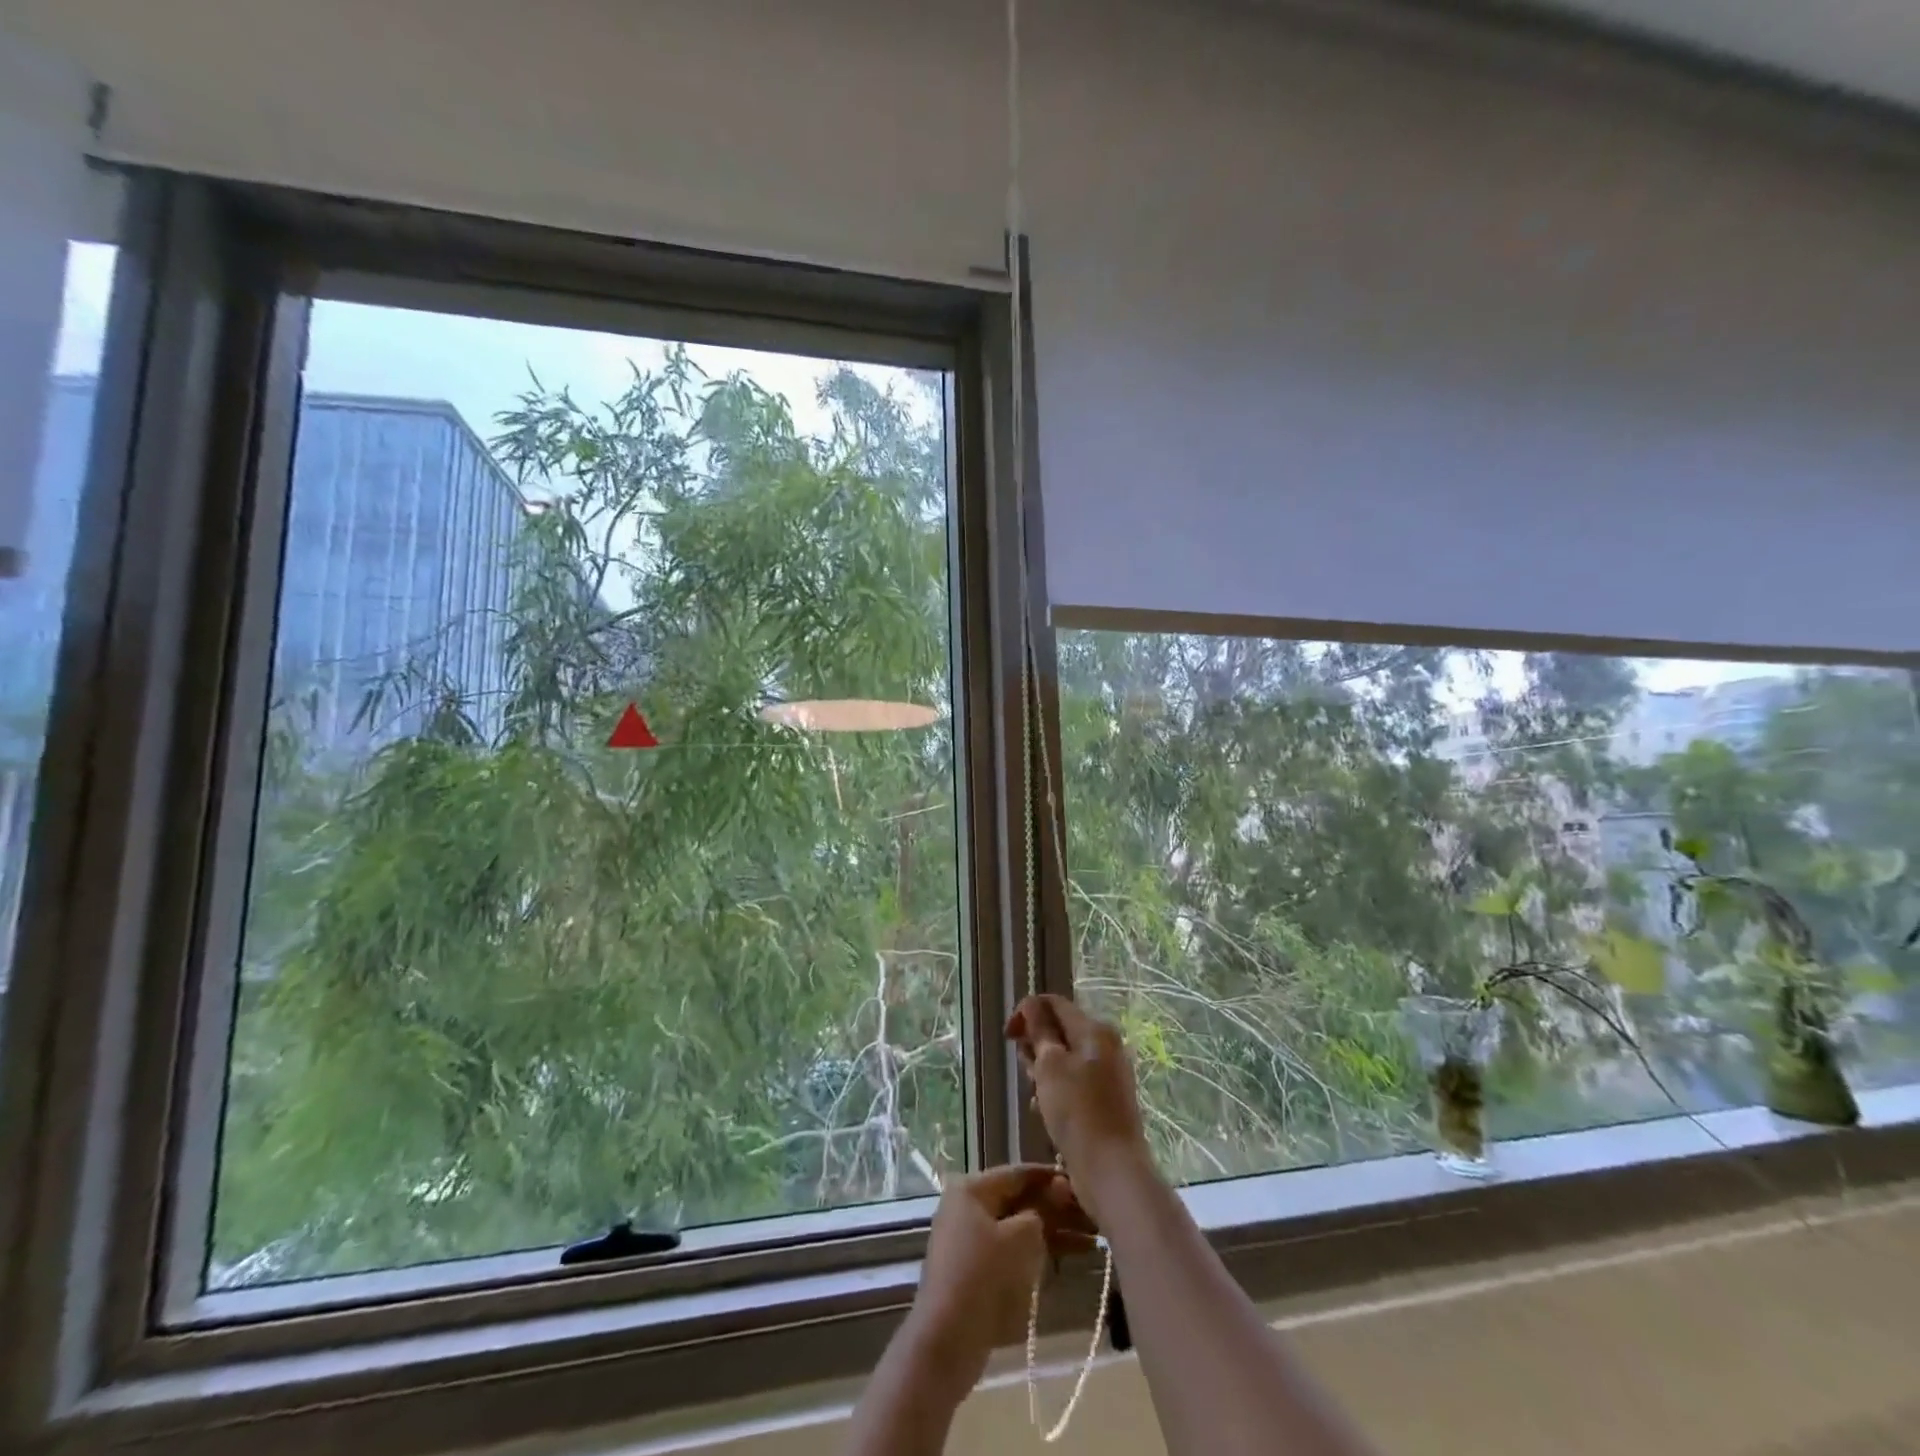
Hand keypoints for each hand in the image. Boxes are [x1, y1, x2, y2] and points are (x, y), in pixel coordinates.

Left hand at [904, 1165, 1094, 1396]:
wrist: (947, 1340)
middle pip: (1021, 1201)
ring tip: (1094, 1239)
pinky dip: (1040, 1251)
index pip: (1018, 1173)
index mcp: (972, 1189)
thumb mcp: (1020, 1237)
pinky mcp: (978, 1269)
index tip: (1083, 1179)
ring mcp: (972, 1240)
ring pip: (1020, 1227)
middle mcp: (969, 1207)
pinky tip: (1072, 1256)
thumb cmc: (983, 1275)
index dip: (1052, 1176)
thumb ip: (1043, 1210)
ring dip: (1055, 1232)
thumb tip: (1059, 1189)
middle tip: (1094, 1215)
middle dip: (1058, 1208)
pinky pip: (1014, 1249)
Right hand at [1005, 994, 1151, 1219]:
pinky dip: (1056, 1091)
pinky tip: (1044, 1112)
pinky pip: (1073, 1082)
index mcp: (1094, 1030)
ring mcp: (1108, 1074)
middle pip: (1059, 1030)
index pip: (1054, 1003)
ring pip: (1063, 1058)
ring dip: (1042, 1072)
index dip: (1026, 1013)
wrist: (1112, 1171)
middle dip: (1035, 1046)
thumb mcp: (1050, 1065)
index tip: (1008, 1037)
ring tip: (1036, 1096)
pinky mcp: (1105, 1100)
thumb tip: (1031, 1003)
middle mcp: (1105, 1045)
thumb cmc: (1077, 1112)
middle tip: (1027, 1072)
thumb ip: (1039, 1030)